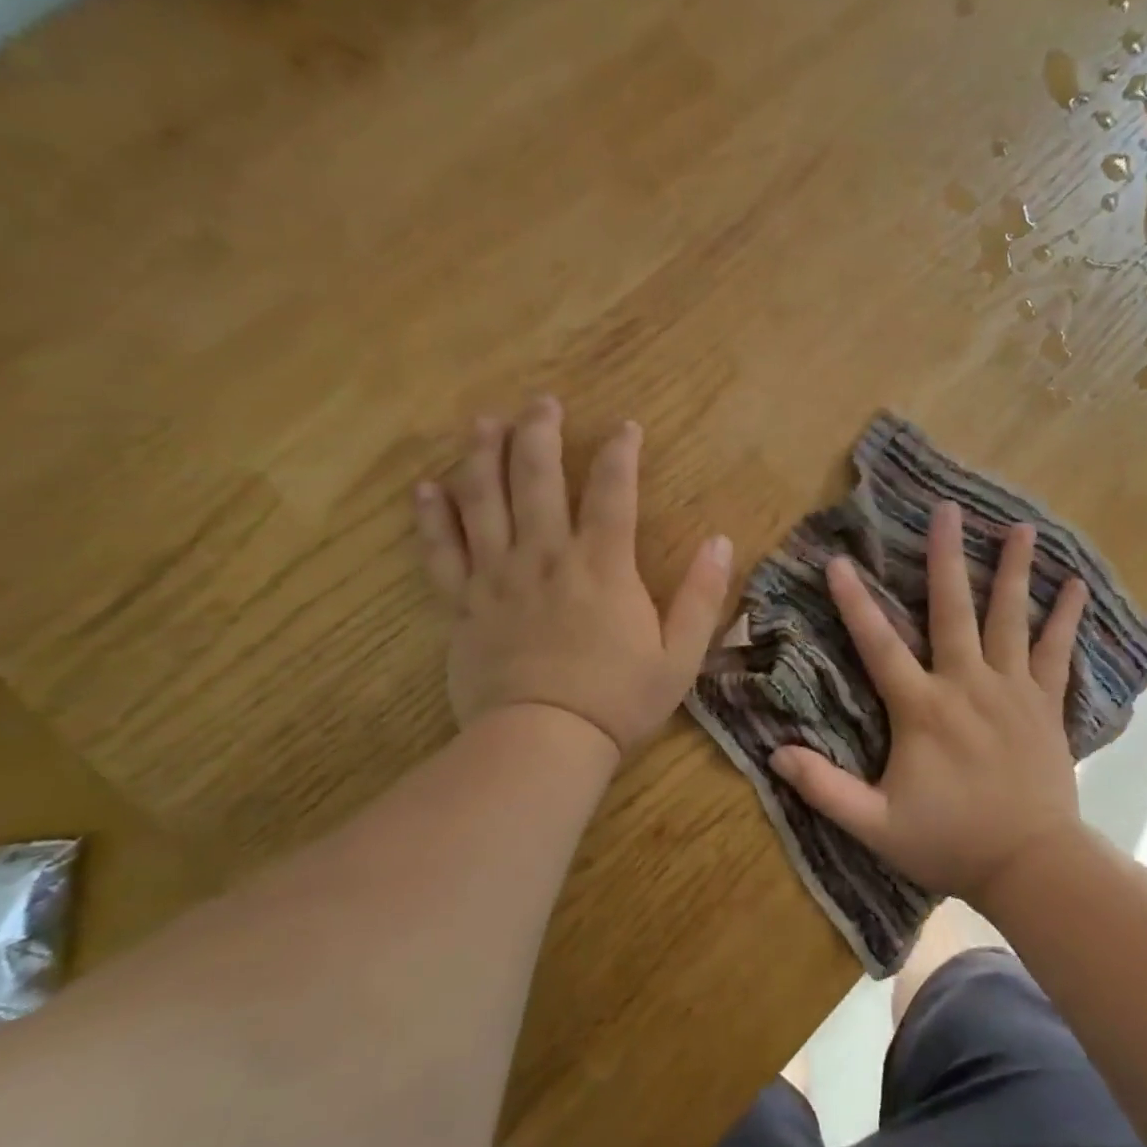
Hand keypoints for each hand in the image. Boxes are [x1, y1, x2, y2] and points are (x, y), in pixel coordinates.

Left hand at [414, 397, 732, 757]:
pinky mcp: (462, 604)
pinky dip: (431, 517)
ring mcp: (497, 577)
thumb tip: (721, 541)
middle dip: (539, 434)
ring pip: (482, 501)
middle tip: (541, 402)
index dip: (619, 452)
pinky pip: (440, 552)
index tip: (625, 426)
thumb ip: (701, 595)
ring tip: (484, 422)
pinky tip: (425, 488)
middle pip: (536, 478)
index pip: (612, 491)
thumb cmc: (618, 700)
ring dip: (482, 456)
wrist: (543, 744)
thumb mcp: (680, 654)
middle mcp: (546, 556)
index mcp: (602, 565)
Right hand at [769, 501, 1089, 906]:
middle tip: (946, 510)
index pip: (879, 645)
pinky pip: (1058, 652)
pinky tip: (1076, 586)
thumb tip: (774, 753)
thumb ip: (825, 789)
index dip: (855, 602)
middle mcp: (967, 684)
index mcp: (922, 708)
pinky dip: (1066, 618)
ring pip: (1011, 619)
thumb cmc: (950, 843)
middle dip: (946, 558)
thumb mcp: (876, 825)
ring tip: (1021, 527)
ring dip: (1014, 571)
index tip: (840, 560)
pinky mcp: (1045, 703)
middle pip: (953, 610)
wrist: (1031, 865)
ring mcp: (1012, 690)